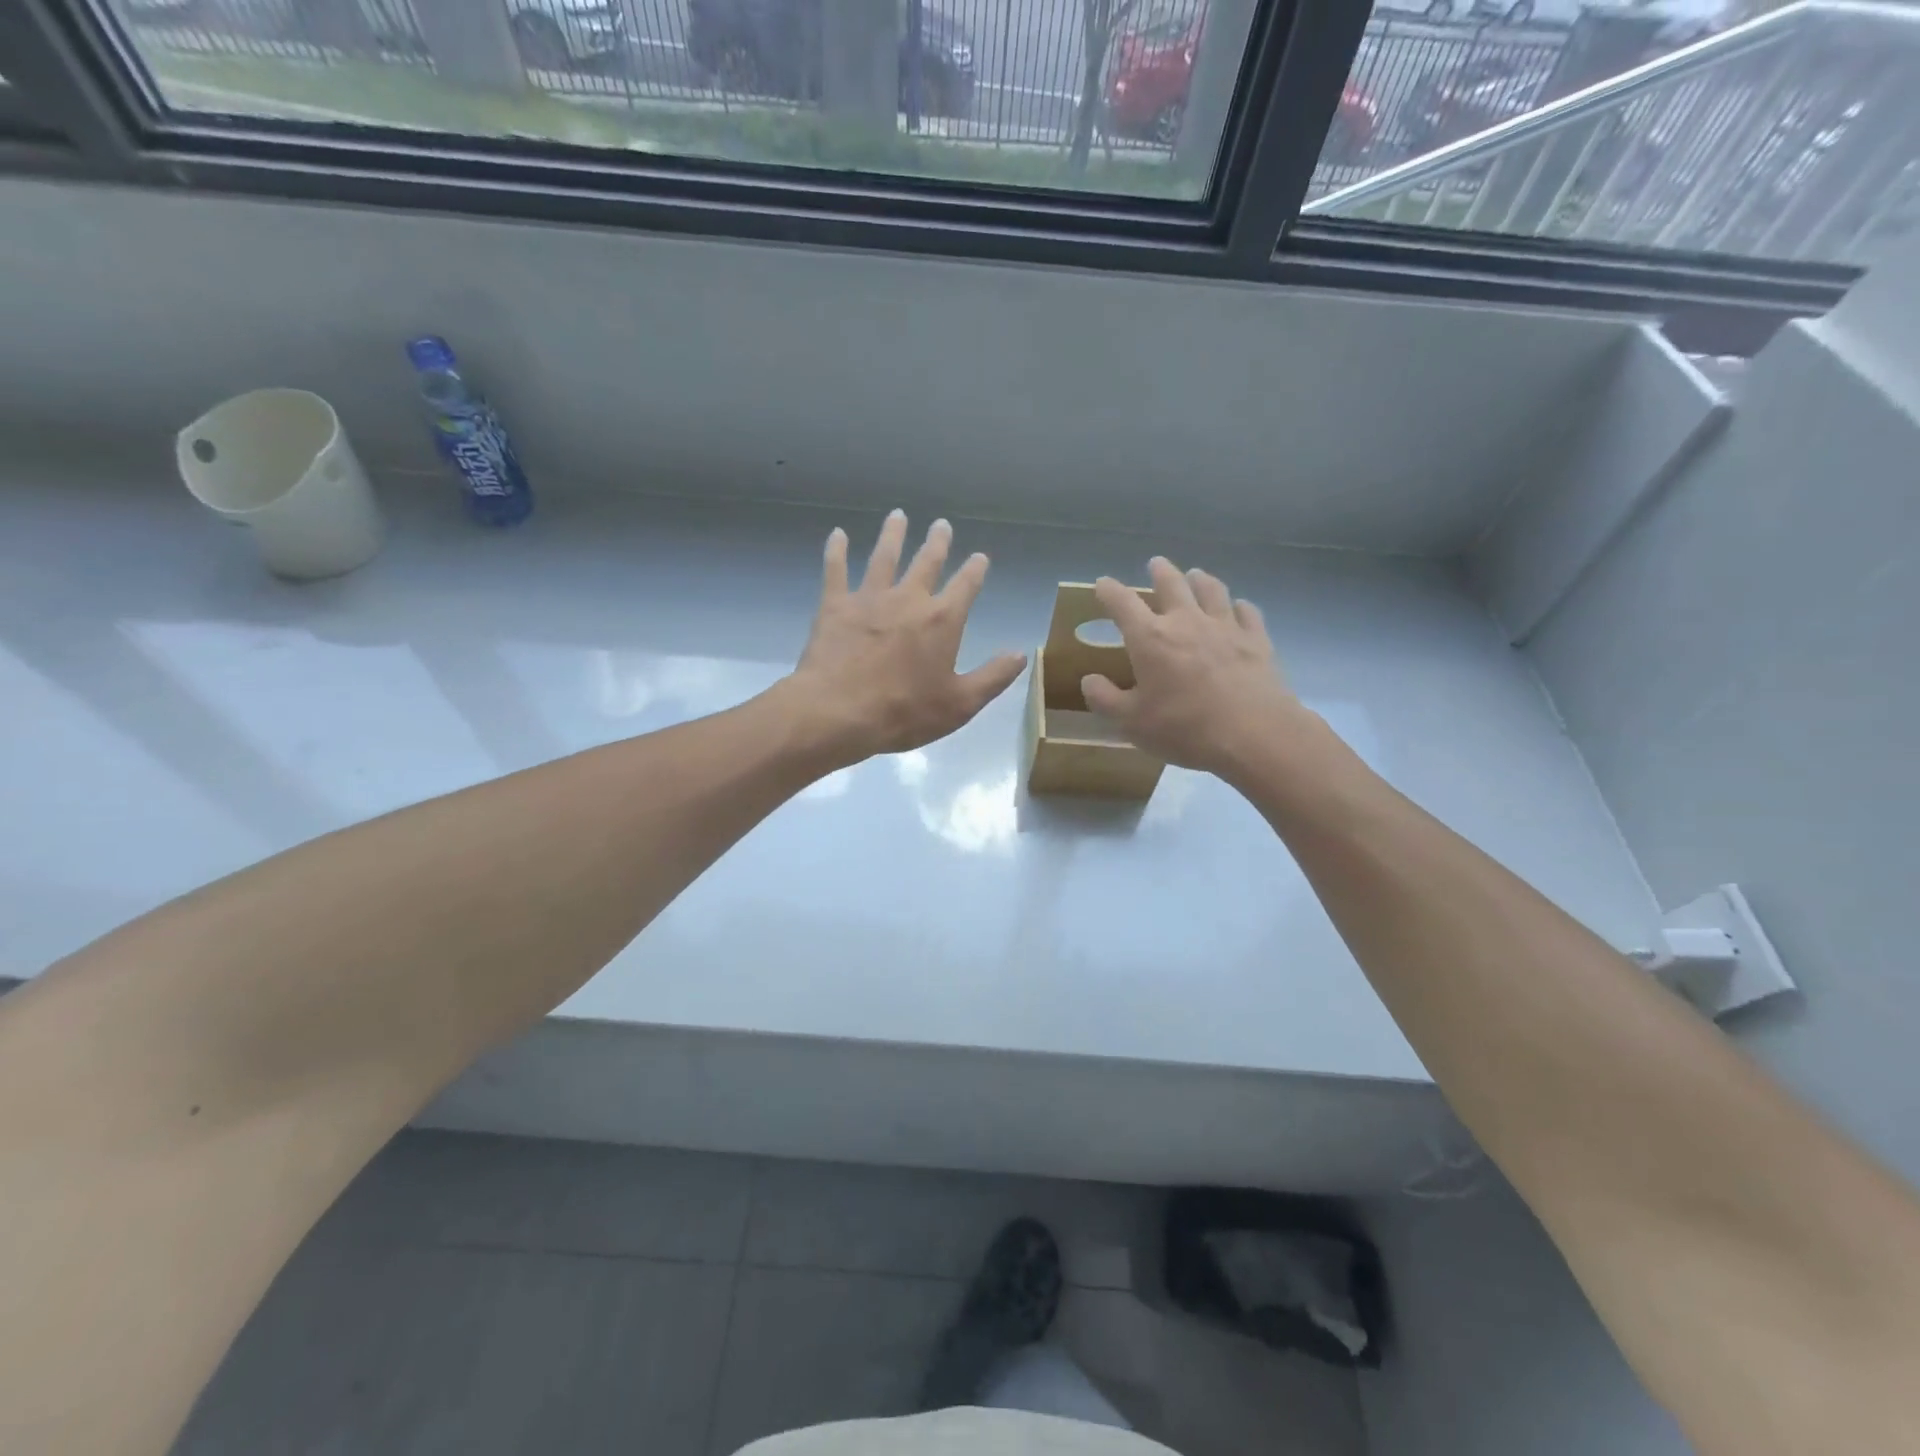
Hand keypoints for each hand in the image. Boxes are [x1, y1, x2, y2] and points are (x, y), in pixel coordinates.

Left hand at [785, 511, 1027, 765]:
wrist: (839, 711)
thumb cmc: (905, 712)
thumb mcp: (960, 704)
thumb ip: (993, 677)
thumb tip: (1021, 654)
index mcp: (942, 620)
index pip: (965, 585)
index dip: (975, 569)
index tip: (980, 557)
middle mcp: (908, 599)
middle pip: (926, 562)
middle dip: (937, 542)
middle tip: (942, 524)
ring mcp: (869, 598)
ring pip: (884, 557)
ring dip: (893, 534)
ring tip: (898, 515)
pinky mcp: (836, 606)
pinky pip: (836, 570)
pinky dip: (836, 551)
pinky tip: (837, 535)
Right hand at [1081, 557, 1310, 778]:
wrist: (1254, 734)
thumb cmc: (1184, 728)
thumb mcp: (1131, 722)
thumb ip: (1105, 699)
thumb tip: (1089, 680)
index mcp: (1150, 638)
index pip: (1122, 603)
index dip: (1109, 591)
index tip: (1102, 584)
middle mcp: (1186, 621)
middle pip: (1172, 584)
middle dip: (1160, 572)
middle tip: (1155, 564)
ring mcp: (1225, 627)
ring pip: (1212, 590)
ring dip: (1201, 580)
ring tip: (1196, 575)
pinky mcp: (1256, 640)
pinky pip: (1247, 612)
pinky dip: (1239, 606)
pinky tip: (1239, 607)